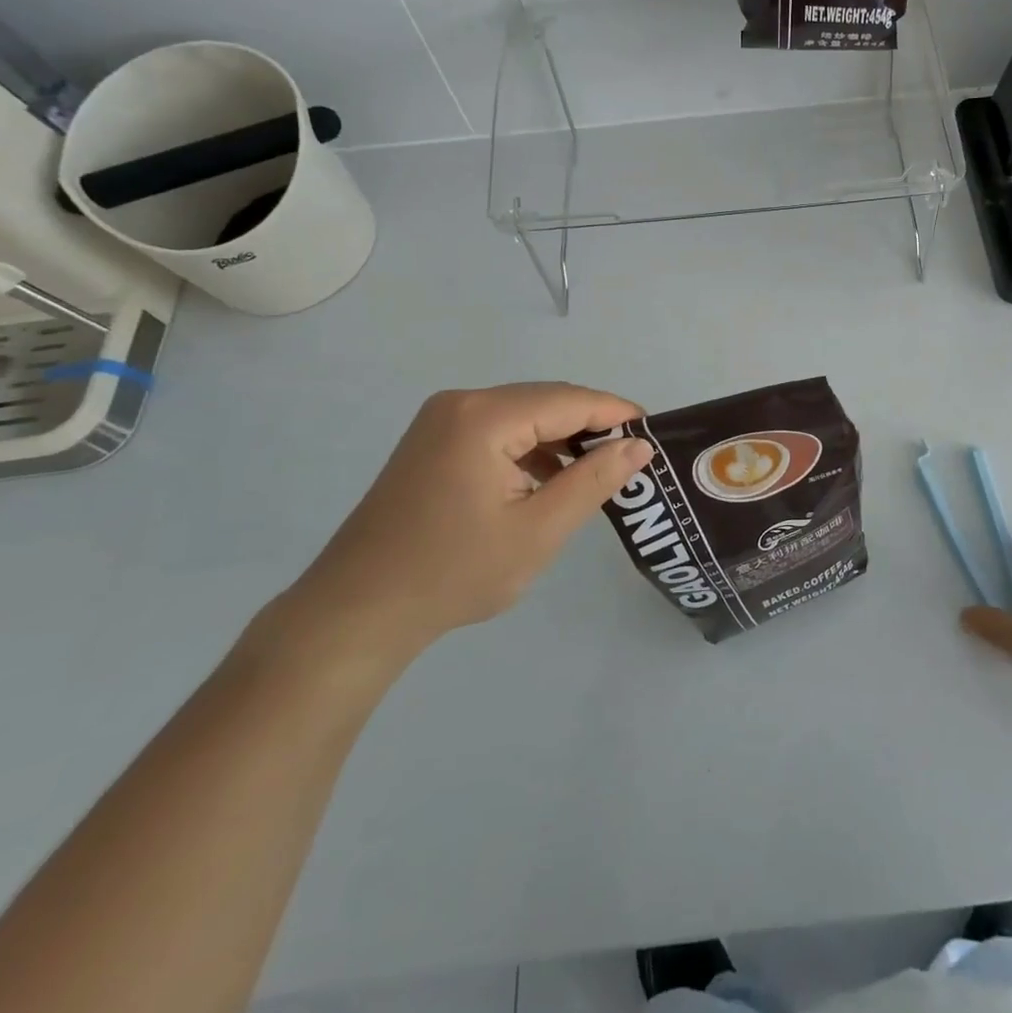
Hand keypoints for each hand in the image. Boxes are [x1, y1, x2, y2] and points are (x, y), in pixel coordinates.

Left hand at [281, 384, 651, 660]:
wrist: (357, 612)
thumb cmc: (454, 573)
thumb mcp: (539, 530)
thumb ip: (594, 480)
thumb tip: (638, 445)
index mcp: (485, 417)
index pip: (569, 400)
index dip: (616, 413)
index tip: (654, 433)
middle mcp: (462, 403)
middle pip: (546, 400)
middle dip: (591, 425)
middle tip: (631, 457)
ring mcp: (441, 420)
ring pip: (523, 415)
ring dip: (561, 438)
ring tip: (598, 471)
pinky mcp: (433, 441)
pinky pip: (498, 430)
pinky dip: (531, 449)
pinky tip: (549, 480)